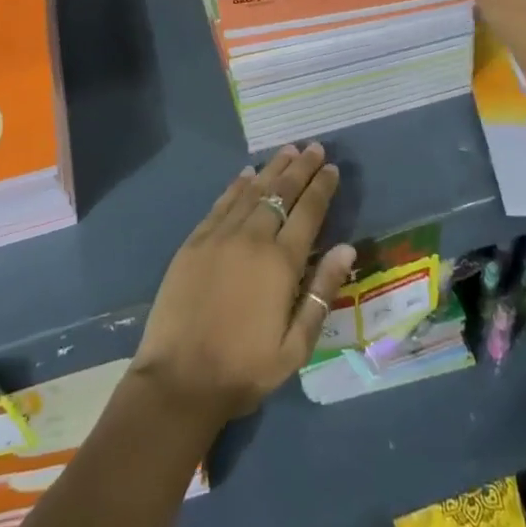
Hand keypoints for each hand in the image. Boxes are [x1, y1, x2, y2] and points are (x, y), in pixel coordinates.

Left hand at [130, 144, 357, 427]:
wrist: (179, 380)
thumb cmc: (244, 370)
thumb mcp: (295, 346)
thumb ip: (322, 293)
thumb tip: (346, 248)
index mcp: (281, 263)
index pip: (308, 213)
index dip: (321, 187)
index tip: (331, 167)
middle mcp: (252, 238)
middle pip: (281, 193)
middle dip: (300, 168)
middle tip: (314, 146)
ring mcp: (220, 236)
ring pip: (252, 191)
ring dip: (272, 169)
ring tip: (288, 150)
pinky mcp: (195, 241)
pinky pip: (221, 203)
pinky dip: (237, 185)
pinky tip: (247, 173)